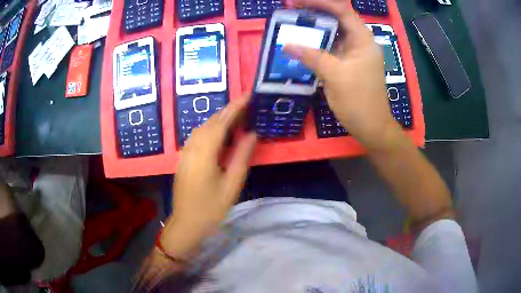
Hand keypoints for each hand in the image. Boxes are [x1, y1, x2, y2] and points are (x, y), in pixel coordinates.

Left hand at [161, 96, 256, 259]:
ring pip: (202, 127)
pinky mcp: (184, 158)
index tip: (248, 95)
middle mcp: (192, 148)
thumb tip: (252, 134)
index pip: (221, 123)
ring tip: (237, 117)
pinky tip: (220, 133)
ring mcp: (185, 152)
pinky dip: (210, 129)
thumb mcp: (231, 186)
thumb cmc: (211, 209)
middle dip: (228, 111)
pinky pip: (197, 136)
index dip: (235, 107)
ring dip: (219, 119)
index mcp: (204, 153)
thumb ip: (241, 157)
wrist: (186, 224)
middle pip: (210, 122)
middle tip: (247, 106)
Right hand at [284, 0, 399, 149]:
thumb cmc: (359, 101)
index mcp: (363, 39)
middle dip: (315, 12)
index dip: (320, 2)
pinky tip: (304, 43)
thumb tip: (287, 45)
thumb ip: (311, 56)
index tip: (297, 2)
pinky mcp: (349, 63)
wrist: (372, 127)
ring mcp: (355, 53)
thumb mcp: (335, 76)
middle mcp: (360, 42)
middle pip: (337, 18)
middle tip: (292, 10)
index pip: (342, 10)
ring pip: (334, 33)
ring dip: (315, 27)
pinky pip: (332, 47)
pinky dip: (318, 43)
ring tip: (294, 23)